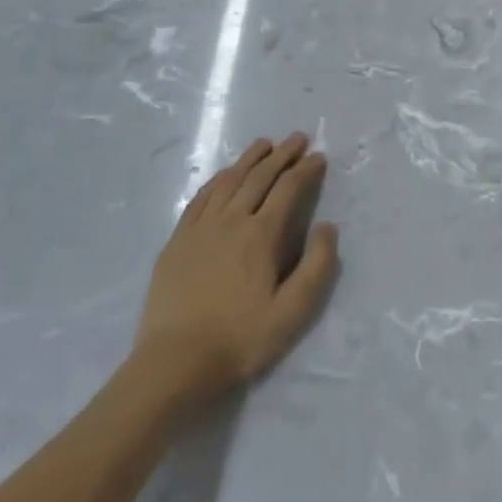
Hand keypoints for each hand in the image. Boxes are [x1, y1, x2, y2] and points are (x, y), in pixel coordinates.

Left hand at [130, 134, 338, 405]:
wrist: (174, 363)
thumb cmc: (240, 339)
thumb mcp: (293, 312)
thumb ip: (317, 266)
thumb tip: (327, 226)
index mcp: (261, 235)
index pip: (288, 189)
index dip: (305, 169)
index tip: (319, 156)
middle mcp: (231, 221)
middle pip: (259, 177)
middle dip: (282, 154)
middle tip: (297, 138)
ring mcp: (200, 228)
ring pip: (228, 181)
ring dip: (249, 159)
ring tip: (264, 144)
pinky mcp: (177, 241)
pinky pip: (200, 198)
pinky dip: (217, 179)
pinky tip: (224, 175)